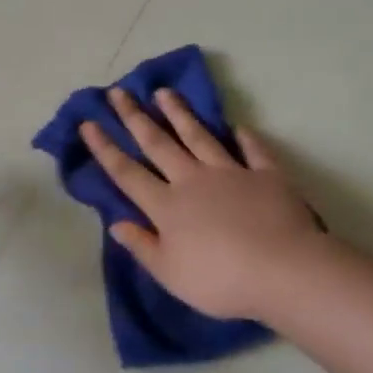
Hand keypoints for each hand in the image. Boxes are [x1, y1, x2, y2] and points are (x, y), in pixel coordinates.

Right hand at [80, 89, 323, 323]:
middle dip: (135, 117)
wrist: (283, 270)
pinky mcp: (266, 175)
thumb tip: (115, 223)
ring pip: (199, 136)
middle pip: (158, 143)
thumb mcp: (170, 274)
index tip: (89, 123)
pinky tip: (239, 126)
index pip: (127, 172)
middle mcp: (192, 180)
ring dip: (180, 113)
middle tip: (119, 92)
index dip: (105, 148)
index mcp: (166, 206)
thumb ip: (142, 246)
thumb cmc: (220, 280)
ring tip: (164, 92)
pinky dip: (245, 137)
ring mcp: (230, 173)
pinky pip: (253, 150)